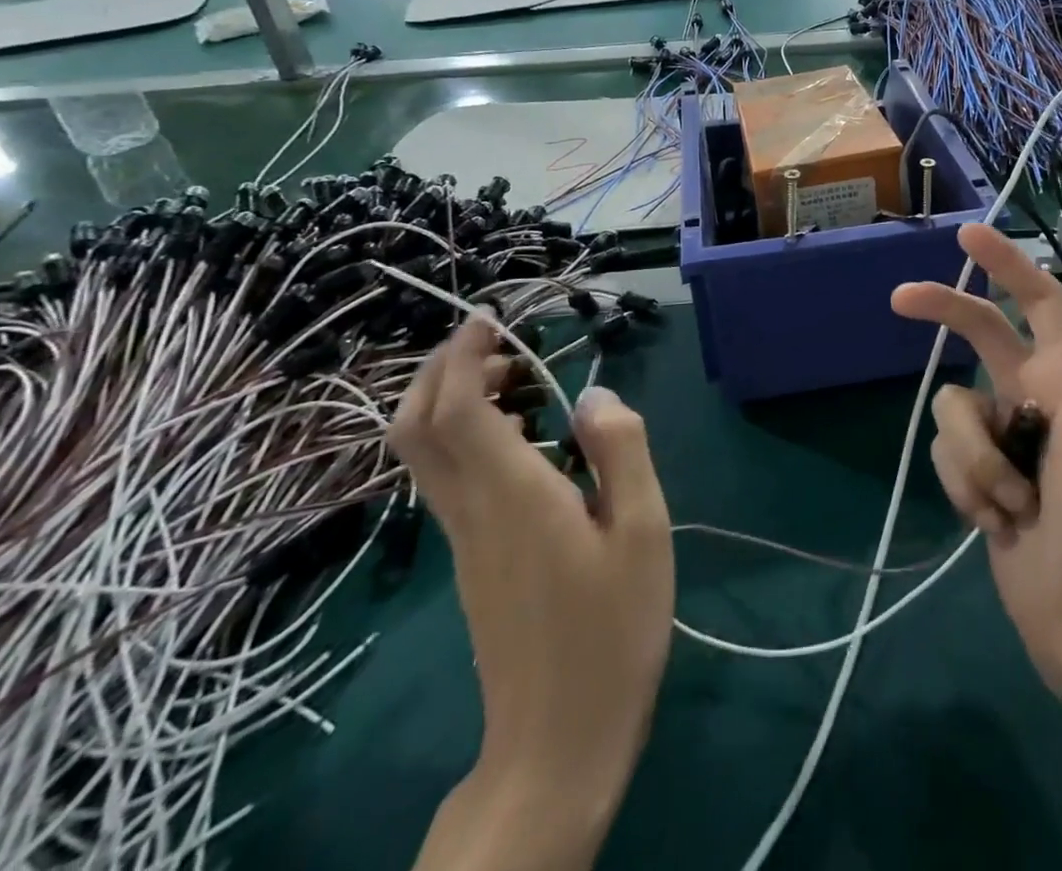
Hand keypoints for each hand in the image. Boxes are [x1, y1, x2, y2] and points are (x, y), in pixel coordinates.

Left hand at [390, 314, 672, 865]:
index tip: (492, 319)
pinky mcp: (471, 559)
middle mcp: (472, 510)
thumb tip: (595, 393)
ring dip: (454, 399)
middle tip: (498, 342)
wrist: (557, 742)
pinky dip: (469, 434)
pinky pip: (449, 476)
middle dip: (443, 368)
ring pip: (426, 451)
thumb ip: (620, 452)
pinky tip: (528, 438)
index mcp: (513, 495)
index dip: (465, 354)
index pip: (458, 408)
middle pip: (418, 425)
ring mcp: (464, 538)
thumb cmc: (611, 631)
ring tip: (520, 380)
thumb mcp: (643, 532)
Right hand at [892, 224, 1061, 701]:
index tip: (966, 236)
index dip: (1005, 263)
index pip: (1036, 299)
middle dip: (942, 313)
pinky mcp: (978, 476)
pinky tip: (999, 523)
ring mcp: (1003, 437)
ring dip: (976, 458)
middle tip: (898, 300)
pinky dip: (967, 486)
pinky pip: (947, 455)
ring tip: (1016, 503)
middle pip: (977, 333)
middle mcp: (1033, 394)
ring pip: (954, 408)